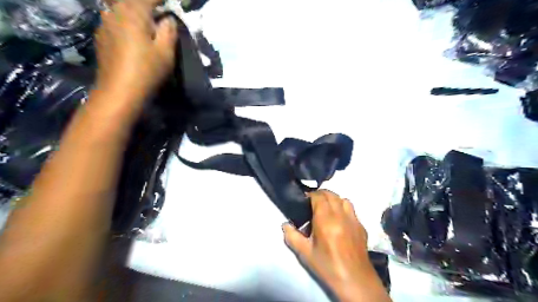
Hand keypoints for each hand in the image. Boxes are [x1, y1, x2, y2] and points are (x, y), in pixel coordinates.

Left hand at [92, 0, 176, 107]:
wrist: (119, 91)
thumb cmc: (147, 71)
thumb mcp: (166, 52)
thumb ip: (169, 31)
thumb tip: (168, 18)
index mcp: (133, 13)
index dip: (160, 0)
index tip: (169, 4)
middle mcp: (114, 12)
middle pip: (131, 1)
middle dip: (146, 5)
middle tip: (158, 12)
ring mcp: (104, 23)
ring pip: (119, 8)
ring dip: (133, 12)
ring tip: (145, 22)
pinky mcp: (100, 36)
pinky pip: (113, 20)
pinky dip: (124, 21)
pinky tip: (131, 34)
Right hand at [282, 190, 391, 300]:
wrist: (354, 280)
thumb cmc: (327, 266)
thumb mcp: (305, 253)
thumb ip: (292, 236)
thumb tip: (285, 225)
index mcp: (326, 219)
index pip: (319, 197)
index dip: (310, 195)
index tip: (304, 200)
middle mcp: (341, 215)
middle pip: (331, 195)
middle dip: (321, 194)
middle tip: (312, 202)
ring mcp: (353, 220)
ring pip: (343, 199)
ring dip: (333, 199)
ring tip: (327, 208)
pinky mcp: (361, 226)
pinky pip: (352, 210)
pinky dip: (343, 208)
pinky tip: (339, 219)